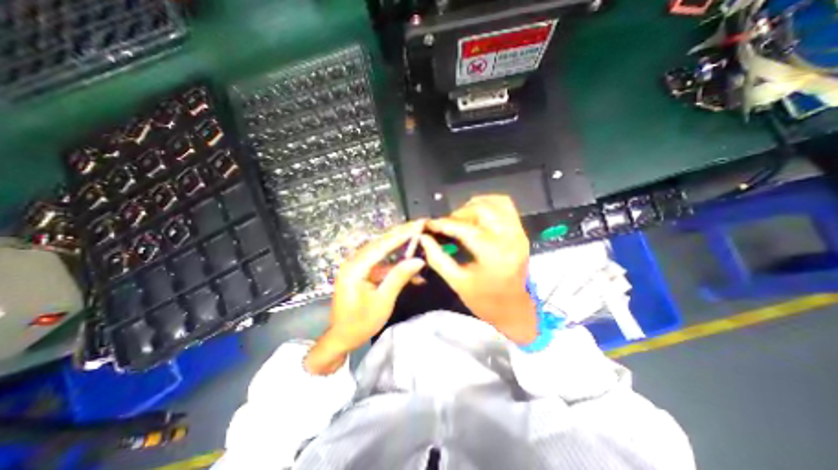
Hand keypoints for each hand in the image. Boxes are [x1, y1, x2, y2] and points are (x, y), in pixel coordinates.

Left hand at [306, 221, 427, 374]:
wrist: (341, 337)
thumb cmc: (360, 323)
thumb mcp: (383, 301)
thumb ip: (399, 277)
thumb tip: (419, 260)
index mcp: (355, 267)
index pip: (382, 245)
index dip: (402, 234)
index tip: (418, 224)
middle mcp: (354, 261)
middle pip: (381, 242)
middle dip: (402, 233)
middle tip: (420, 224)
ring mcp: (358, 266)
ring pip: (382, 250)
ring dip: (400, 246)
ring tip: (418, 237)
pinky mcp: (362, 271)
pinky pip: (381, 262)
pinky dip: (396, 263)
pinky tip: (410, 266)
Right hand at [418, 194, 536, 343]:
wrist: (515, 310)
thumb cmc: (485, 301)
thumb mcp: (457, 282)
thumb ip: (437, 258)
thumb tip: (423, 238)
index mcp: (494, 255)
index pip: (465, 229)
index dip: (444, 224)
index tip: (429, 224)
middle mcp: (510, 239)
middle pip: (481, 210)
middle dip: (459, 214)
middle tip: (446, 225)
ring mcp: (519, 233)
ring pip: (495, 202)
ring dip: (474, 206)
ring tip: (461, 219)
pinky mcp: (521, 232)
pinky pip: (506, 206)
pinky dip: (489, 204)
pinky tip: (477, 214)